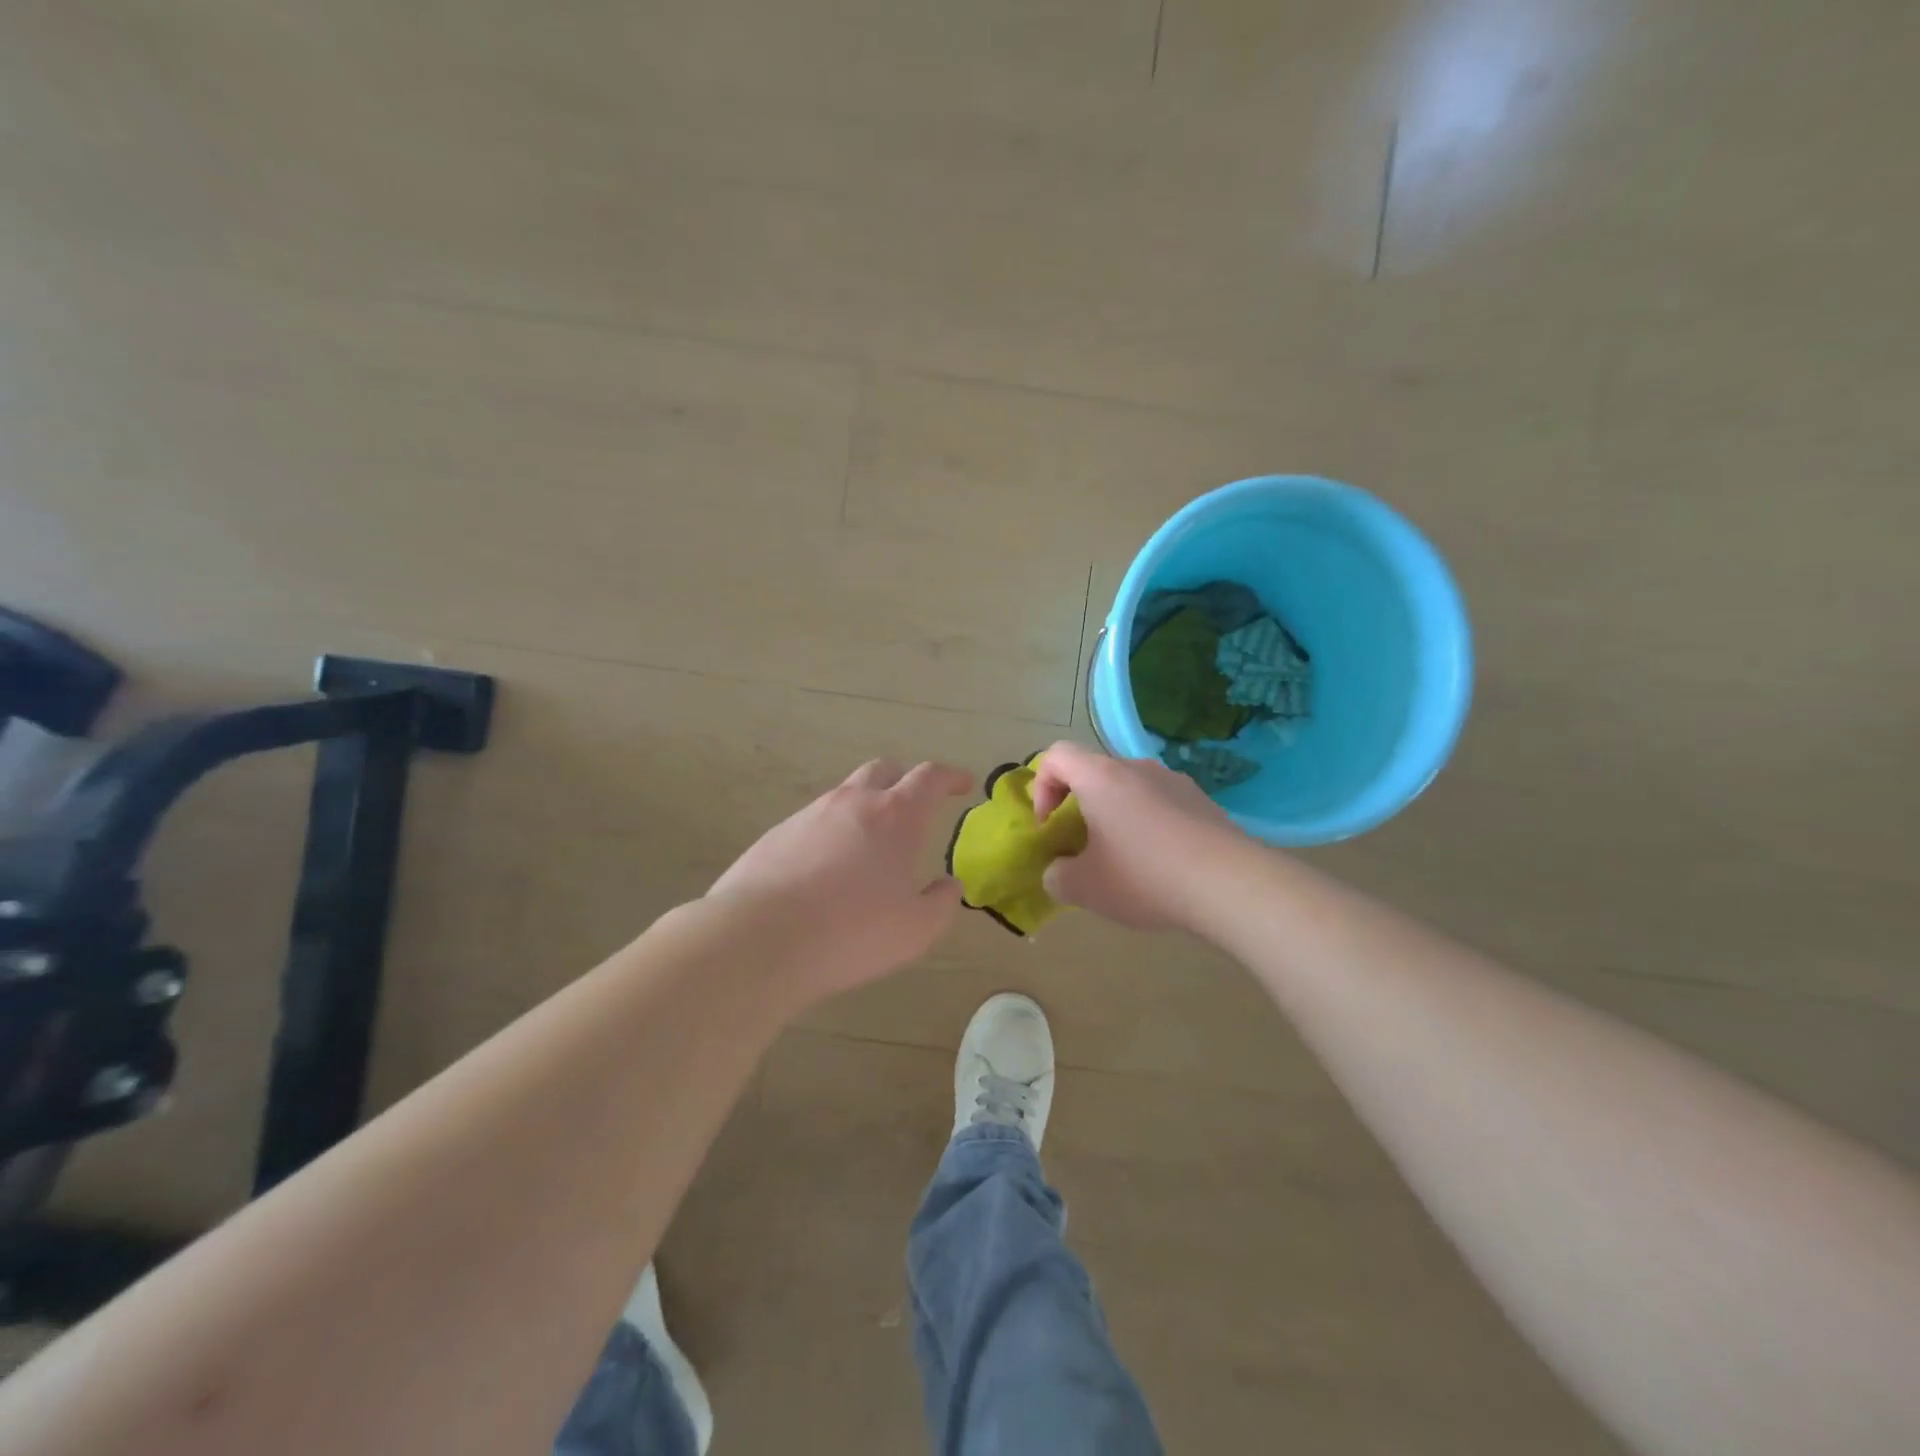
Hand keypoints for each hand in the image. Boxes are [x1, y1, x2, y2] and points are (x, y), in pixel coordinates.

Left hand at [706, 759, 972, 999]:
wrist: (760, 938)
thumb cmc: (852, 932)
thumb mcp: (916, 930)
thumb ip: (941, 903)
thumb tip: (948, 885)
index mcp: (895, 816)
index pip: (930, 778)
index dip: (951, 777)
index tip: (963, 784)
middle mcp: (853, 802)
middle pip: (884, 770)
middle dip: (904, 780)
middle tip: (915, 805)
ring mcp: (810, 814)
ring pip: (846, 794)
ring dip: (866, 807)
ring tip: (870, 845)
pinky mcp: (777, 834)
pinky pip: (815, 821)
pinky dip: (832, 832)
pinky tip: (827, 869)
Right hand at [1031, 739, 1243, 932]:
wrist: (1230, 884)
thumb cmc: (1144, 877)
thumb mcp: (1084, 888)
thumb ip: (1057, 876)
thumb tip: (1059, 871)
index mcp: (1101, 777)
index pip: (1056, 755)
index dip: (1042, 786)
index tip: (1049, 825)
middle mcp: (1137, 768)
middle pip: (1094, 773)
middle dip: (1080, 807)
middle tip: (1083, 848)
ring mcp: (1175, 781)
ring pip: (1130, 790)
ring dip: (1117, 817)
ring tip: (1125, 862)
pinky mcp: (1203, 802)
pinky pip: (1162, 805)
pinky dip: (1150, 827)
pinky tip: (1162, 867)